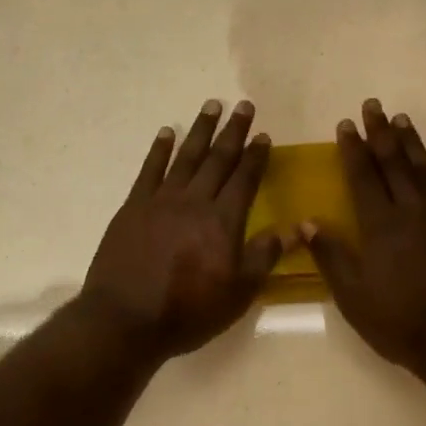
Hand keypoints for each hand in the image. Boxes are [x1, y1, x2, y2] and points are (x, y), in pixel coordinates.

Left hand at [81, 100, 284, 359]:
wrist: (125, 319)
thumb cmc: (188, 311)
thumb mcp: (238, 292)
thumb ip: (266, 255)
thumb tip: (300, 226)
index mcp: (223, 221)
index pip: (245, 179)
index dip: (256, 156)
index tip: (263, 135)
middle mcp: (194, 201)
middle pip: (218, 159)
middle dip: (233, 132)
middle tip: (244, 106)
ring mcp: (161, 200)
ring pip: (186, 156)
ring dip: (201, 130)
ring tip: (212, 106)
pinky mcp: (133, 206)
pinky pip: (150, 169)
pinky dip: (160, 149)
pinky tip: (167, 132)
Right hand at [302, 99, 425, 375]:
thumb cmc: (397, 320)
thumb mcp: (351, 295)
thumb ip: (330, 255)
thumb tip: (307, 221)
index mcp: (379, 225)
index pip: (362, 177)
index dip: (352, 149)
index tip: (346, 124)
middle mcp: (410, 211)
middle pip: (393, 164)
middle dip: (380, 133)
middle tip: (374, 106)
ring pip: (425, 171)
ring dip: (413, 144)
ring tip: (403, 119)